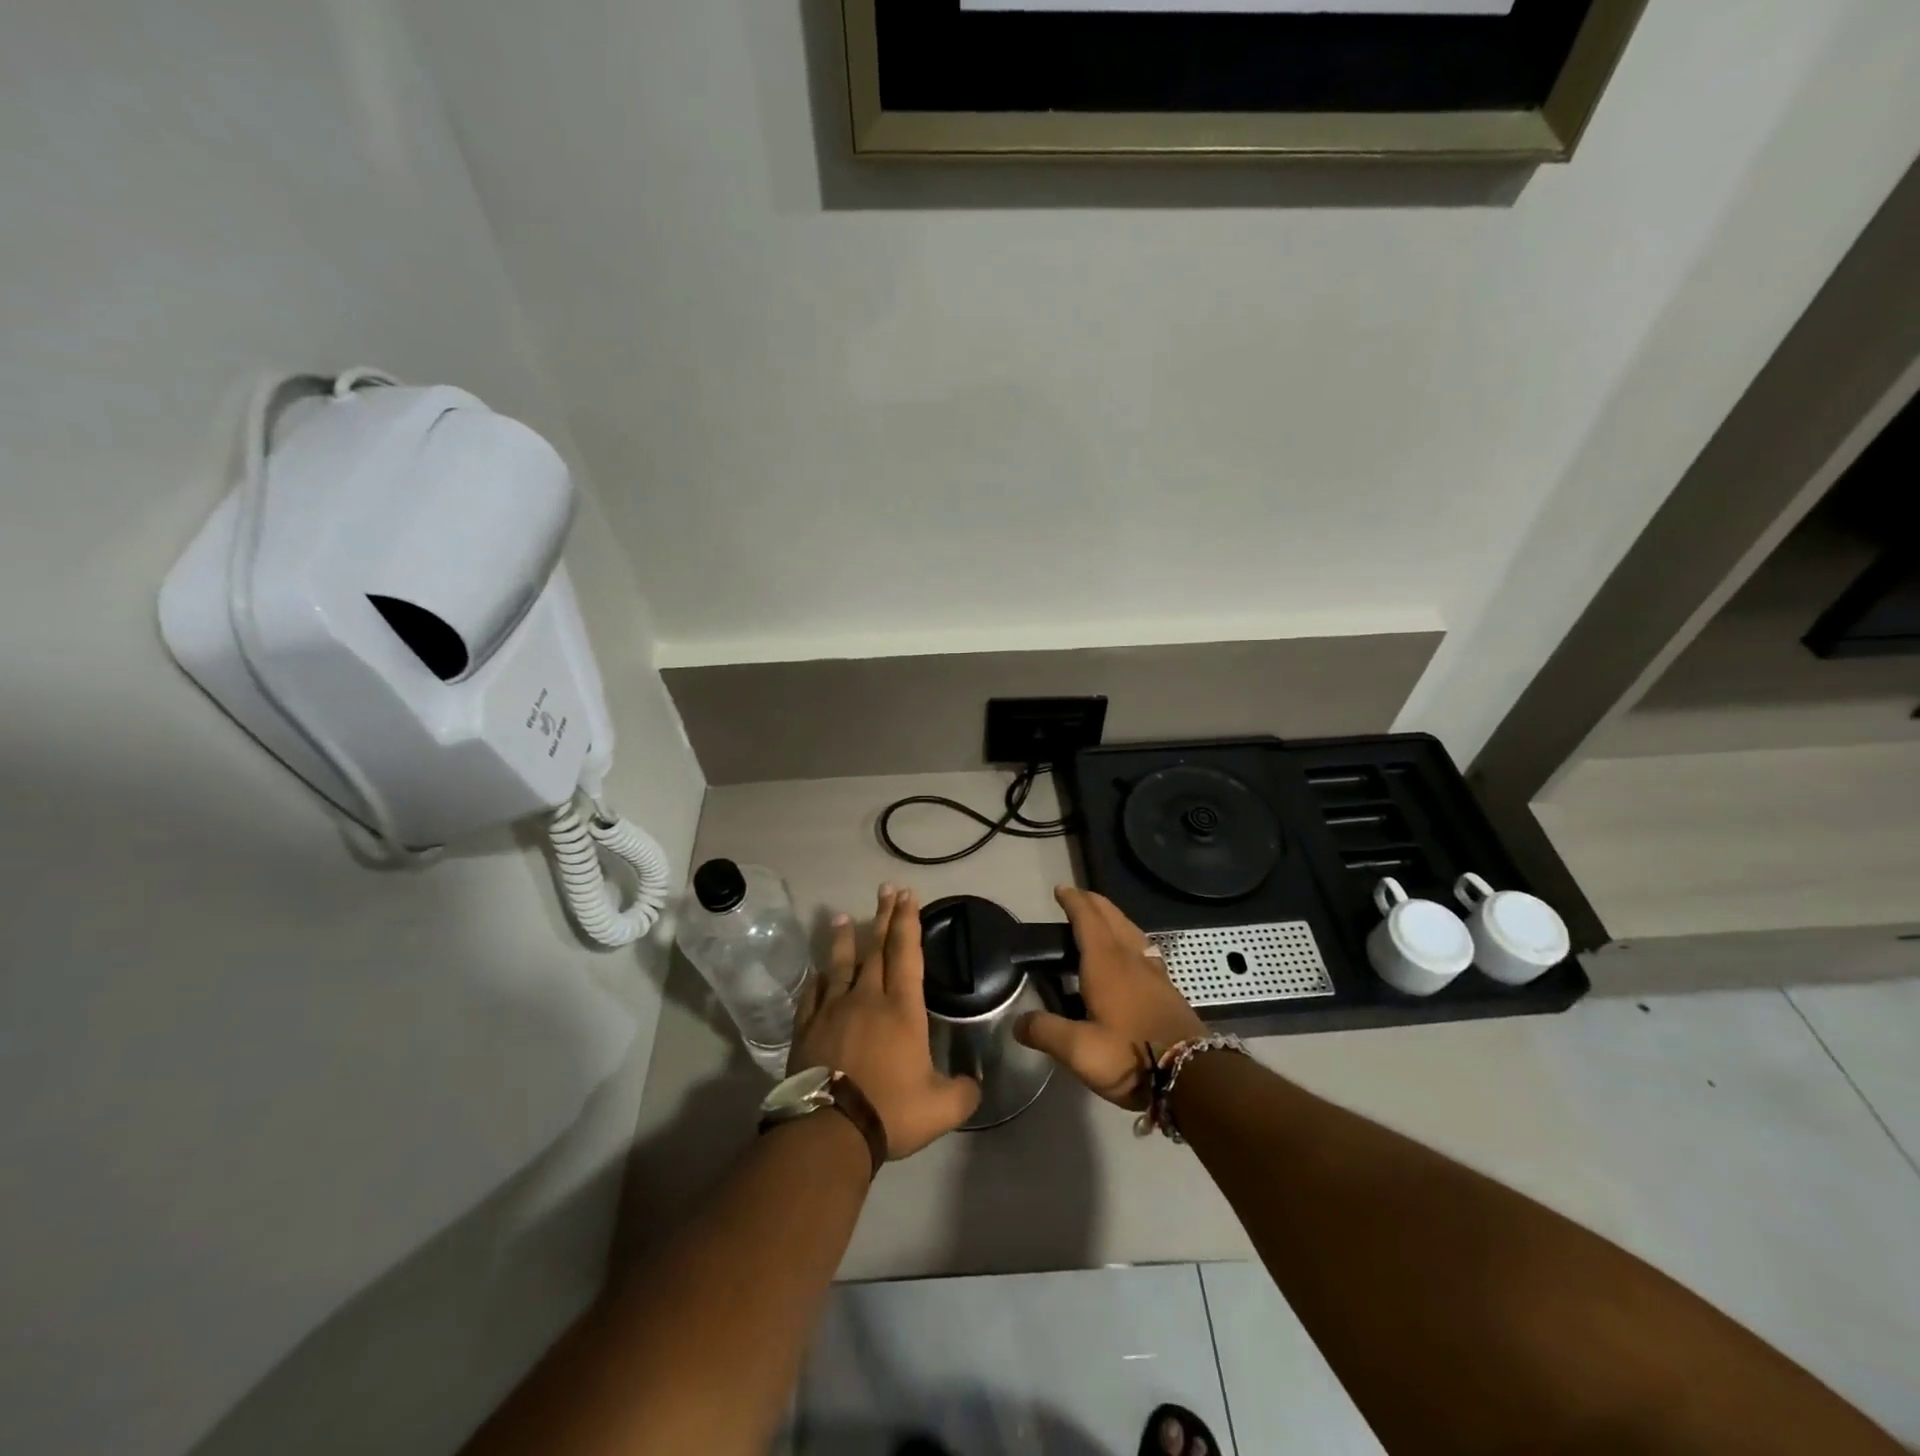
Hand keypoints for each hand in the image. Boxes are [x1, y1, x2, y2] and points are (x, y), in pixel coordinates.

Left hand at [789, 885, 981, 1158]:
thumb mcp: (942, 1108)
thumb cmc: (890, 1110)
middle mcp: (868, 999)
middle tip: (886, 889)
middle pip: (876, 948)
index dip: (908, 921)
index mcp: (902, 1009)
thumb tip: (975, 1083)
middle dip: (884, 917)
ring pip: (841, 965)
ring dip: (844, 939)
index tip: (908, 895)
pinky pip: (813, 995)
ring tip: (842, 916)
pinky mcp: (807, 1028)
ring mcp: (833, 1010)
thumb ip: (964, 1092)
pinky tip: (817, 972)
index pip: (907, 953)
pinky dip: (818, 980)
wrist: (830, 1130)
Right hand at [1015, 886, 1206, 1109]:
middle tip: (1076, 898)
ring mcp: (1153, 972)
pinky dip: (1130, 937)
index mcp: (1106, 963)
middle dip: (1093, 902)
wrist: (1193, 1076)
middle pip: (1112, 917)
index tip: (1060, 890)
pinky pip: (1144, 948)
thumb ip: (1045, 1032)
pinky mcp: (1167, 989)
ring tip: (1101, 919)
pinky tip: (1132, 954)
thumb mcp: (1079, 1050)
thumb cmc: (1130, 1056)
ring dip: (1114, 917)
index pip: (1087, 919)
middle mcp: (1130, 958)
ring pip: (1131, 930)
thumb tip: (1017, 1022)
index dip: (1073, 901)